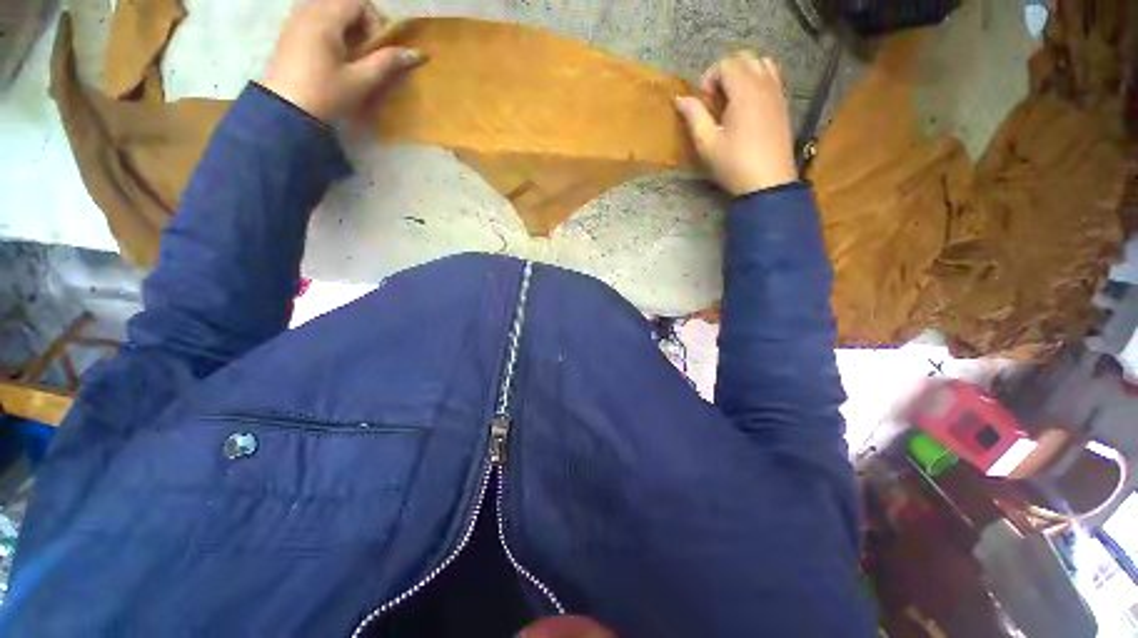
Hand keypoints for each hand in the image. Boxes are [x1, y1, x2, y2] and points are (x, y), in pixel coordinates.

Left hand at [259, 0, 421, 122]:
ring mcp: (295, 18)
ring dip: (345, 24)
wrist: (287, 109)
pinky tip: (330, 52)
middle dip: (360, 22)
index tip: (376, 48)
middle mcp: (308, 10)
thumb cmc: (327, 94)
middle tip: (365, 50)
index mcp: (326, 19)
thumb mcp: (361, 81)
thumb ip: (387, 62)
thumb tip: (417, 53)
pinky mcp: (289, 30)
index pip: (359, 2)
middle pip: (343, 2)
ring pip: (328, 7)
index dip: (375, 21)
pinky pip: (314, 15)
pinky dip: (329, 27)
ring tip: (348, 52)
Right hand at [675, 52, 797, 195]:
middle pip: (746, 57)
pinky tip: (748, 106)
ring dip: (744, 73)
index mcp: (744, 90)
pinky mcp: (784, 105)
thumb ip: (694, 116)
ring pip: (763, 63)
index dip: (710, 77)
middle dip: (726, 71)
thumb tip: (680, 99)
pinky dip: (759, 80)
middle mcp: (764, 84)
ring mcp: (778, 93)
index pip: (727, 63)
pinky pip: (773, 78)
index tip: (703, 101)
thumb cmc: (734, 164)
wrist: (768, 182)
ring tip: (732, 98)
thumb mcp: (707, 143)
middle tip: (715, 98)